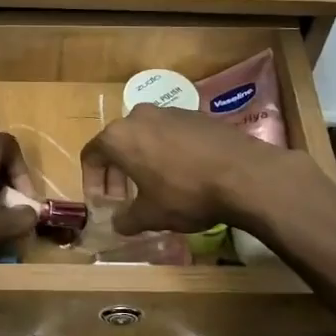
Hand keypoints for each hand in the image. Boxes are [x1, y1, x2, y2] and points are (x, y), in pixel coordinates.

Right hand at [81, 106, 292, 235]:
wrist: (244, 174)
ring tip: (155, 188)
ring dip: (142, 162)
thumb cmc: (186, 194)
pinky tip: (183, 175)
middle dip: (117, 173)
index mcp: (119, 136)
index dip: (91, 181)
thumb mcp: (151, 215)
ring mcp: (170, 111)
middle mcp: (140, 116)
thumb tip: (118, 223)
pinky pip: (170, 134)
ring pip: (145, 137)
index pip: (91, 155)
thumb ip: (126, 219)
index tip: (102, 203)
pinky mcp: (197, 115)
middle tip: (125, 199)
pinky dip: (167, 153)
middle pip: (117, 144)